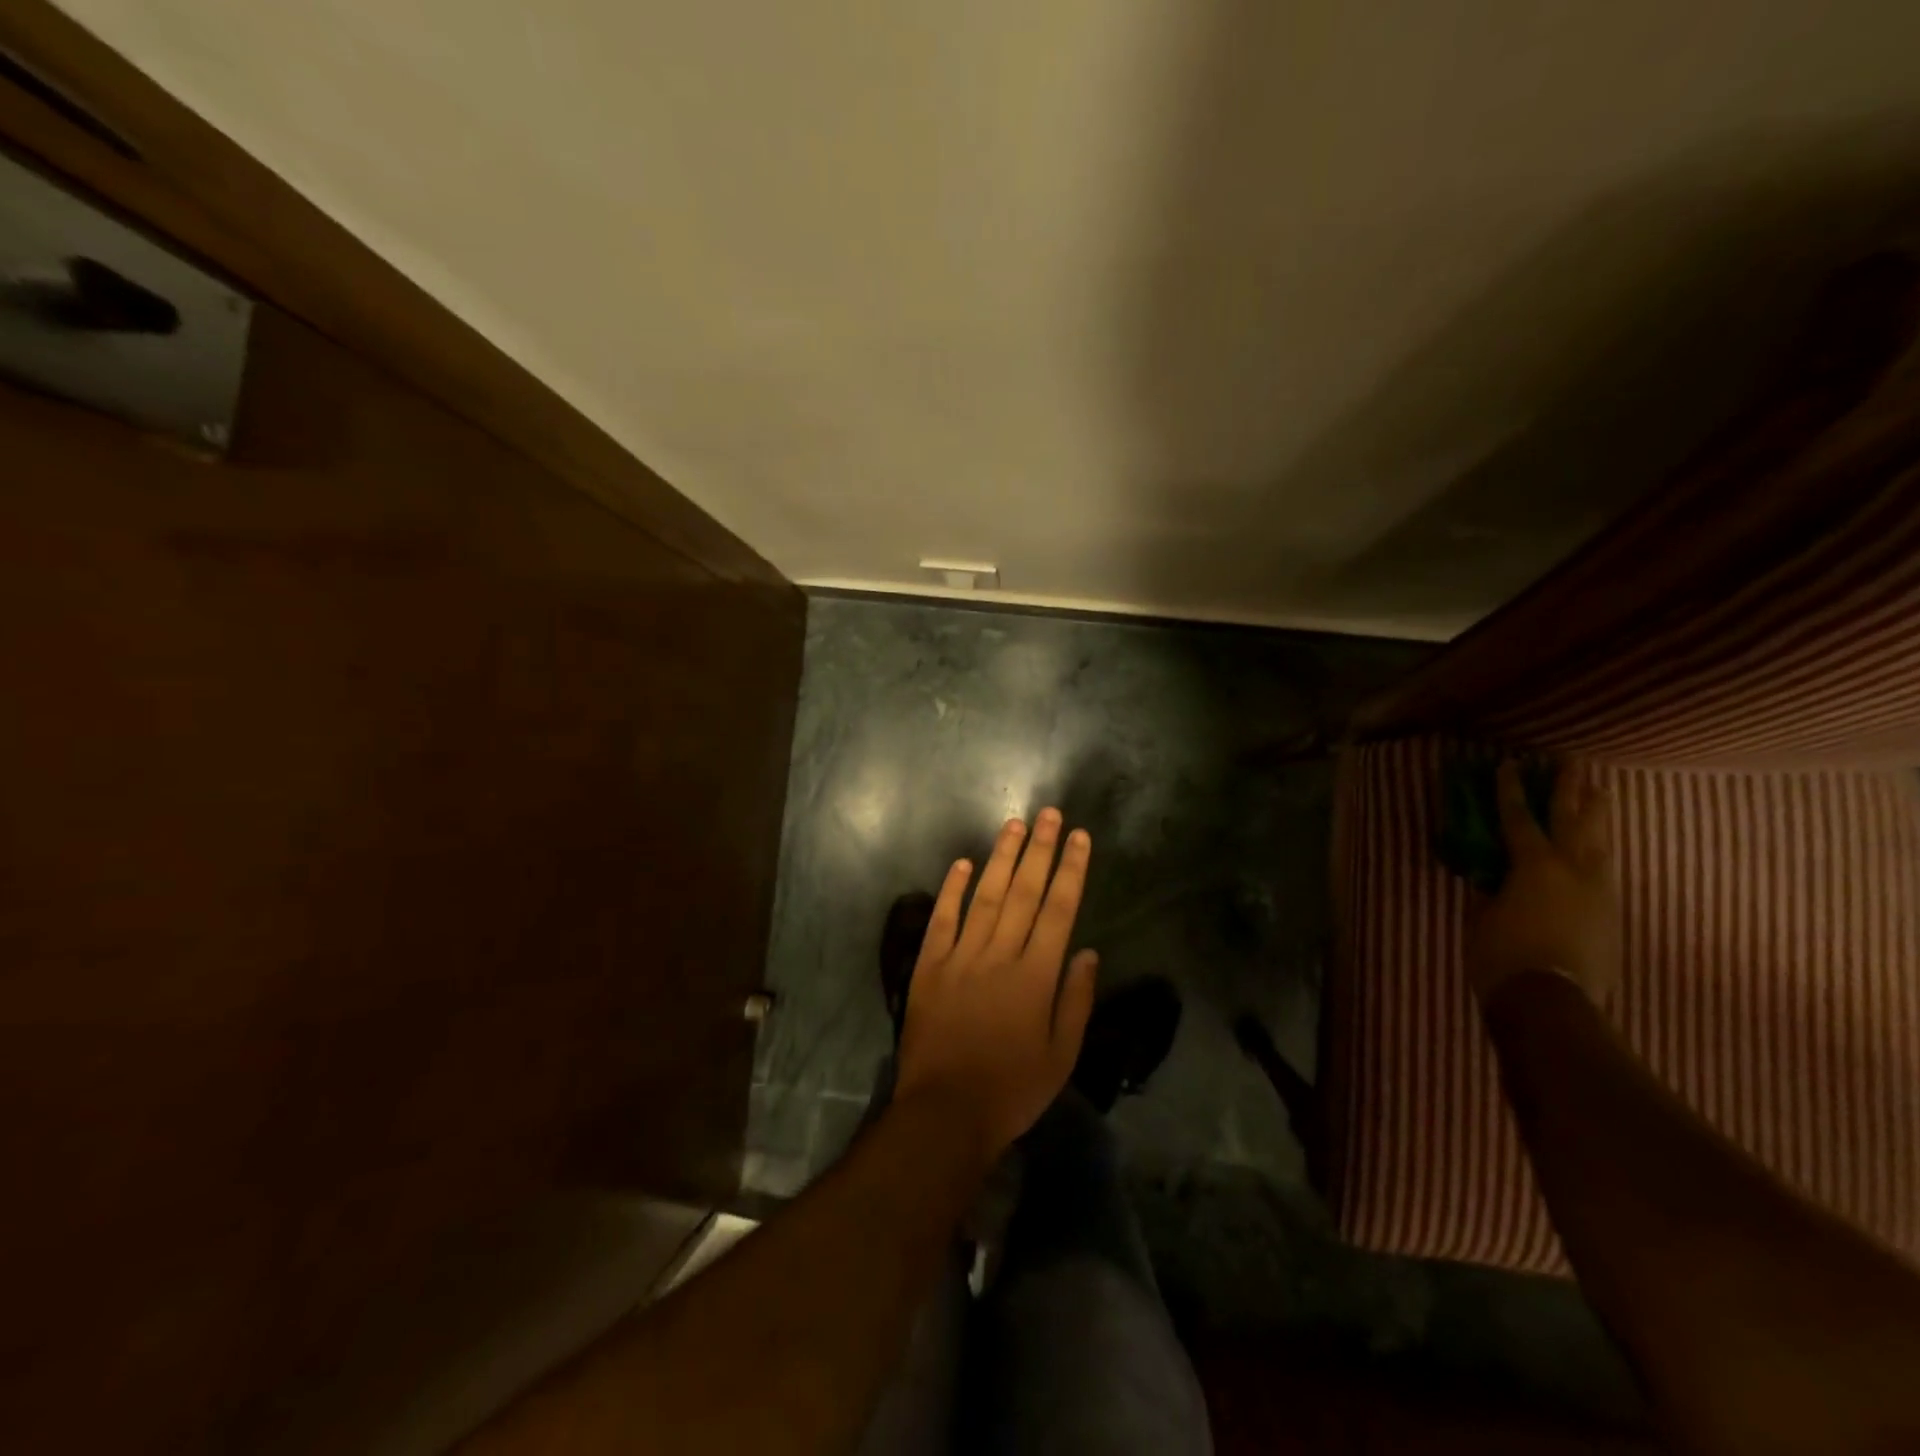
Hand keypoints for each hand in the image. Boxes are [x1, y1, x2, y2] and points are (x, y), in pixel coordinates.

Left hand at [894, 809, 1096, 1162]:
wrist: (944, 1113)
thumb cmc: (1011, 1089)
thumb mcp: (1061, 1057)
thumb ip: (1075, 1000)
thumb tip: (1086, 951)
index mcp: (1035, 976)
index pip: (1058, 909)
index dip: (1070, 870)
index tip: (1079, 837)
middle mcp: (999, 955)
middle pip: (1023, 892)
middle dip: (1039, 850)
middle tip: (1049, 813)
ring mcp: (960, 957)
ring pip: (985, 896)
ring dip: (1001, 858)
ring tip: (1014, 825)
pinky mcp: (928, 967)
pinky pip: (941, 920)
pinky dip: (952, 890)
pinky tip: (962, 864)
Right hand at [1467, 759, 1620, 1004]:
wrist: (1551, 1002)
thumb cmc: (1502, 953)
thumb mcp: (1481, 916)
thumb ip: (1488, 888)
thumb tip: (1490, 874)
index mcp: (1534, 866)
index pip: (1519, 818)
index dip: (1511, 790)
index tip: (1510, 764)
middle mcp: (1573, 870)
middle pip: (1574, 820)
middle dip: (1571, 789)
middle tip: (1573, 762)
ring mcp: (1599, 892)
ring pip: (1602, 842)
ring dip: (1598, 815)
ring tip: (1601, 793)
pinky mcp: (1611, 914)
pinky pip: (1607, 869)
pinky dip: (1601, 850)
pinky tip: (1600, 847)